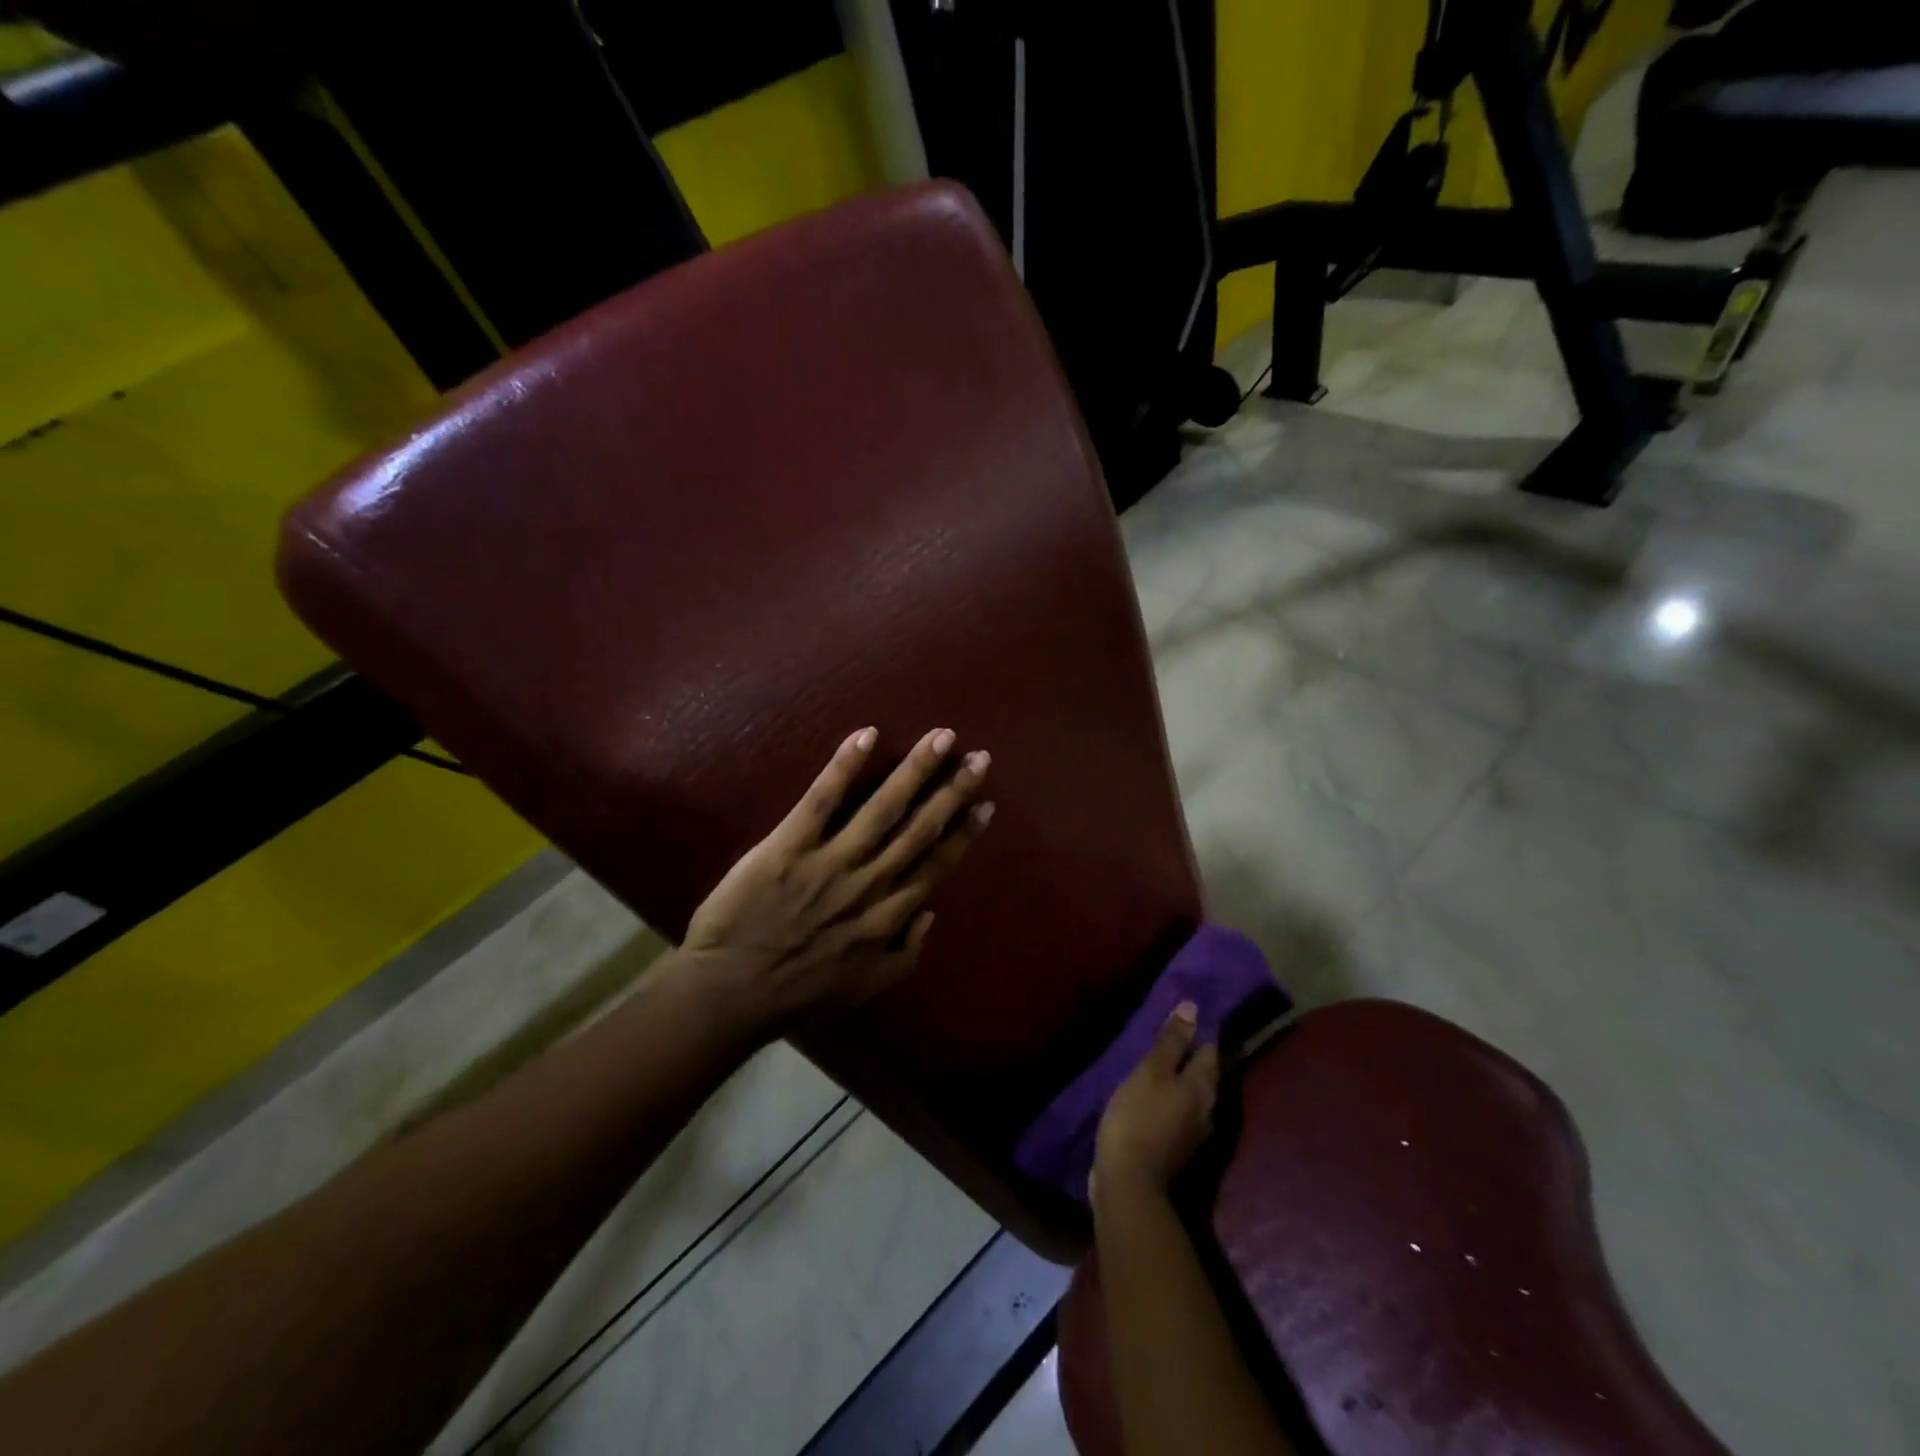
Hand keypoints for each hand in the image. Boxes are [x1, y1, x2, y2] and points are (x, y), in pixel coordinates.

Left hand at [682, 726, 992, 1040]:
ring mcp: (830, 861)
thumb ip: (905, 954)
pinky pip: (821, 800)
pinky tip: (866, 735)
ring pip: (882, 808)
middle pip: (919, 828)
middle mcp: (869, 882)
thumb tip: (930, 913)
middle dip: (952, 791)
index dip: (963, 833)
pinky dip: (844, 767)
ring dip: (915, 770)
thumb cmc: (798, 992)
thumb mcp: (865, 988)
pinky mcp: (789, 845)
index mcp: (888, 916)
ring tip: (941, 738)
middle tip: (978, 757)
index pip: (935, 865)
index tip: (985, 804)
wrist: (730, 993)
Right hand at [1093, 1003, 1219, 1205]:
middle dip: (1192, 1053)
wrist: (1129, 1183)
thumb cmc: (1139, 1117)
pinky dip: (1170, 1096)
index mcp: (1204, 1087)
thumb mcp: (1151, 1072)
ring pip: (1192, 1093)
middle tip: (1172, 1032)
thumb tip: (1192, 1008)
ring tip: (1160, 1060)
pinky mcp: (1177, 1147)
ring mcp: (1194, 1132)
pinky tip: (1153, 1092)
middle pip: (1205, 1073)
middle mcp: (1208, 1109)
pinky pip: (1179, 1111)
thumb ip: (1172, 1042)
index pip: (1211, 1049)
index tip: (1188, 1013)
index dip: (1201, 1029)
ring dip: (1180, 1076)